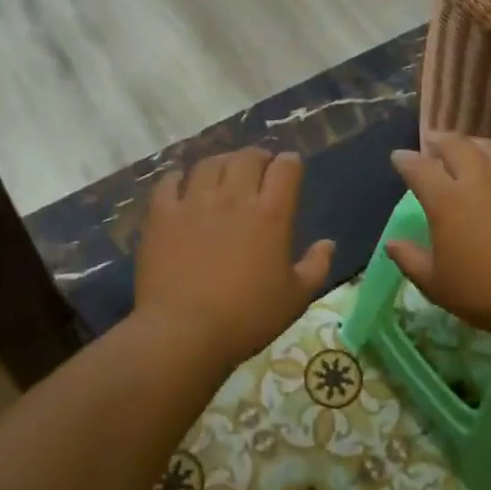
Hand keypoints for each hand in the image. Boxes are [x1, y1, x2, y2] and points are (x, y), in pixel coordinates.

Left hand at [133, 148, 334, 371]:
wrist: (183, 332)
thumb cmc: (246, 318)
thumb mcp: (295, 299)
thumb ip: (316, 267)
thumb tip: (328, 244)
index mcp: (271, 214)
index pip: (286, 168)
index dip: (290, 164)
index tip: (290, 170)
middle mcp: (234, 197)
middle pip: (247, 157)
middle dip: (258, 157)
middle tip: (259, 168)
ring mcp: (194, 202)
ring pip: (210, 164)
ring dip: (222, 163)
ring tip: (223, 173)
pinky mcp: (162, 215)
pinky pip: (169, 182)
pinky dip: (178, 178)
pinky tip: (181, 184)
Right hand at [386, 134, 490, 345]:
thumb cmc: (485, 294)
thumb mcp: (436, 285)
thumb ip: (410, 260)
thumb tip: (391, 243)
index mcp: (446, 201)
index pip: (419, 168)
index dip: (405, 160)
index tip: (399, 156)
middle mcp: (479, 180)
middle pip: (456, 146)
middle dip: (440, 140)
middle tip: (433, 141)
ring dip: (476, 144)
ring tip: (471, 147)